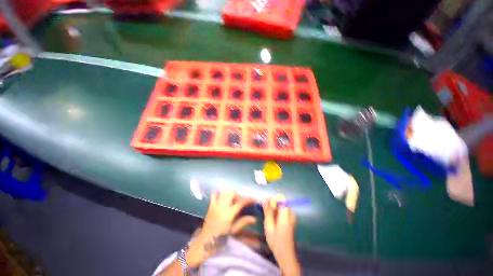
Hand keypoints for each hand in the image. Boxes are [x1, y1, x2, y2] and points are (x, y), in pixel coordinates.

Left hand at [186, 188, 256, 267]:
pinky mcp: (210, 205)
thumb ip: (243, 222)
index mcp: (229, 214)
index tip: (254, 200)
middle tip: (241, 202)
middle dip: (238, 195)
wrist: (205, 242)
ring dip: (230, 193)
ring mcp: (215, 204)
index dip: (248, 199)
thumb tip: (254, 218)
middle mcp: (222, 206)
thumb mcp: (233, 231)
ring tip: (232, 200)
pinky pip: (214, 194)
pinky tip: (223, 197)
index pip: (241, 202)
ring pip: (224, 191)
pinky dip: (219, 193)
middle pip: (232, 193)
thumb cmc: (220, 238)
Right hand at [262, 194, 300, 275]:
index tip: (267, 205)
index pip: (281, 197)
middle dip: (272, 203)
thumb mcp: (269, 225)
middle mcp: (290, 213)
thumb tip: (263, 199)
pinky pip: (282, 210)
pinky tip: (273, 220)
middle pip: (281, 201)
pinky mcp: (290, 219)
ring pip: (281, 205)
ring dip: (274, 208)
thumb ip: (267, 211)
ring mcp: (291, 216)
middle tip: (265, 212)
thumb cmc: (276, 241)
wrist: (286, 255)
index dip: (273, 198)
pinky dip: (277, 212)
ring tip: (268, 218)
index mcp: (286, 214)